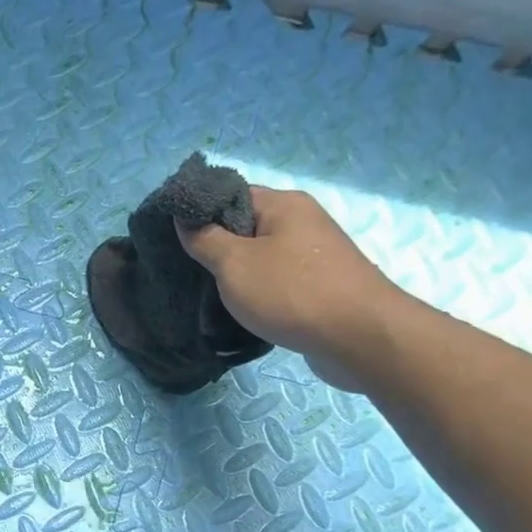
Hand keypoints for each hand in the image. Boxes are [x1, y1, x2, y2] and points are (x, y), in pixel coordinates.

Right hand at [177, 186, 405, 390]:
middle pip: (246, 226)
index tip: (174, 238)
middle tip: (187, 271)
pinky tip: (243, 310)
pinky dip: (258, 291)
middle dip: (216, 247)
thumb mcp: (235, 264)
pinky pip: (278, 279)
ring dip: (237, 274)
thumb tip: (185, 218)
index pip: (231, 195)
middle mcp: (302, 220)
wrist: (358, 336)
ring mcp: (314, 254)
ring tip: (210, 294)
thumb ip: (205, 239)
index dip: (200, 213)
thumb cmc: (291, 293)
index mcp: (284, 204)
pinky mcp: (320, 284)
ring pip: (262, 256)